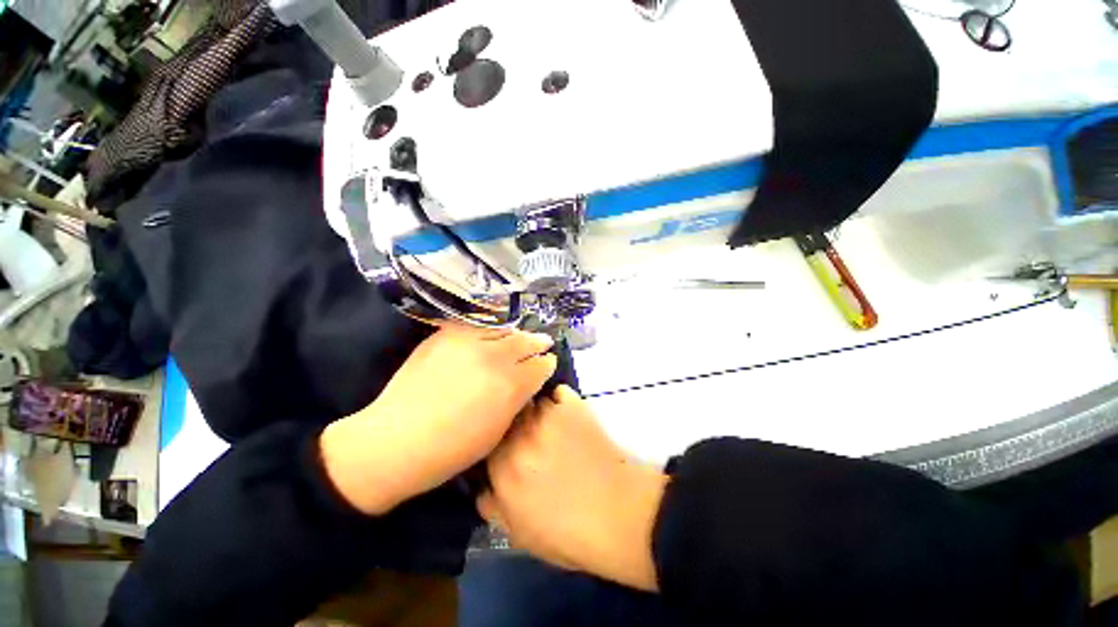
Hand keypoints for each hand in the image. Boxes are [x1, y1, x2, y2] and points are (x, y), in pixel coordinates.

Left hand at [320, 326, 556, 514]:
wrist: (396, 440)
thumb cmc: (452, 449)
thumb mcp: (498, 431)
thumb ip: (517, 400)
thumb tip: (528, 381)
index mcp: (511, 385)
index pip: (540, 365)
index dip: (547, 363)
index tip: (548, 362)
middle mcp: (494, 357)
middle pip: (526, 341)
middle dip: (538, 342)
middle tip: (543, 342)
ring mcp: (469, 342)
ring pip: (504, 330)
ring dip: (516, 334)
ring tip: (520, 337)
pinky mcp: (447, 335)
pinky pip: (478, 326)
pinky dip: (490, 330)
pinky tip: (492, 335)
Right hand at [478, 386, 666, 591]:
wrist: (617, 513)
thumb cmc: (567, 532)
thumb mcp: (518, 534)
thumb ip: (492, 507)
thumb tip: (481, 487)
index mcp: (503, 466)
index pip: (486, 437)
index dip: (494, 439)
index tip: (503, 445)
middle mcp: (521, 435)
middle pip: (507, 413)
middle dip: (513, 420)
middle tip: (525, 433)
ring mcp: (549, 416)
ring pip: (532, 400)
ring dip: (536, 411)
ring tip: (548, 424)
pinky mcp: (574, 406)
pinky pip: (559, 393)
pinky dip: (560, 401)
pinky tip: (567, 415)